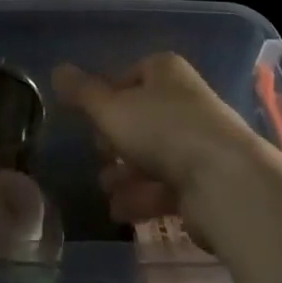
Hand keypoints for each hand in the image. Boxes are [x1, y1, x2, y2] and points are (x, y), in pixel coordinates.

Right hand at [53, 53, 271, 239]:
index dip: (108, 97)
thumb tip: (57, 69)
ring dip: (126, 175)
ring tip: (106, 191)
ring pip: (153, 155)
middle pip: (141, 118)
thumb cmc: (162, 130)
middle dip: (116, 142)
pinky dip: (143, 198)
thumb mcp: (111, 108)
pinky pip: (167, 185)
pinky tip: (122, 213)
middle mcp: (185, 100)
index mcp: (165, 72)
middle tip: (99, 157)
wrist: (224, 181)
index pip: (130, 76)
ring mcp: (198, 141)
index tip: (90, 120)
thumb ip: (82, 93)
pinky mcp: (206, 180)